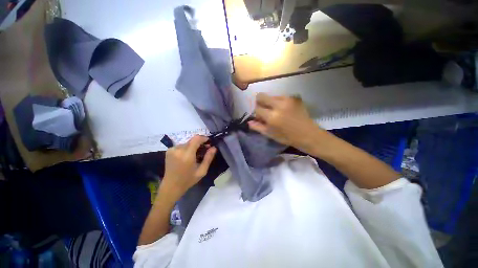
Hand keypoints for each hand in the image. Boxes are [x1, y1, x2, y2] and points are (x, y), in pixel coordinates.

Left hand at [160, 135, 216, 200]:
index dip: (204, 138)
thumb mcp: (202, 171)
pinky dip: (187, 148)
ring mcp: (172, 149)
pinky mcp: (169, 151)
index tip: (209, 142)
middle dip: (200, 143)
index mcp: (187, 155)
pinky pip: (181, 145)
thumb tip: (214, 147)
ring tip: (196, 155)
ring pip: (187, 143)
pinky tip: (188, 156)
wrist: (171, 186)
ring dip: (193, 146)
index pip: (196, 139)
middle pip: (192, 140)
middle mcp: (178, 149)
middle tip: (205, 150)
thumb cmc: (188, 180)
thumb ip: (208, 158)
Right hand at [248, 93, 322, 152]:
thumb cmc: (288, 137)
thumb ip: (258, 127)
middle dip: (260, 102)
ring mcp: (288, 99)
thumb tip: (249, 122)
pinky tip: (284, 110)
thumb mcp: (271, 134)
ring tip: (277, 111)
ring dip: (270, 103)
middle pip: (261, 96)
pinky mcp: (295, 97)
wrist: (308, 134)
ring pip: (271, 96)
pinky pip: (281, 96)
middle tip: (265, 110)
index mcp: (272, 116)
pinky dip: (279, 102)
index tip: (261, 118)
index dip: (257, 113)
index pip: (257, 109)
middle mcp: (279, 105)